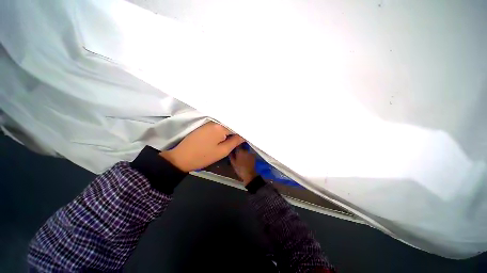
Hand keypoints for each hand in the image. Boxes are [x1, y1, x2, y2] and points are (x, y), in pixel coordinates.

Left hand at [160, 122, 244, 171]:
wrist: (181, 157)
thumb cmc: (203, 156)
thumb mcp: (222, 151)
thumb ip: (235, 141)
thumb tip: (245, 135)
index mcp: (220, 126)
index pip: (237, 125)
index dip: (244, 129)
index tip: (250, 132)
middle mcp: (215, 121)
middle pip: (231, 122)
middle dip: (239, 127)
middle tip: (247, 132)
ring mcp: (209, 122)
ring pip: (225, 123)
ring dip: (232, 128)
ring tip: (240, 132)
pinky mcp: (205, 125)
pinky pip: (219, 125)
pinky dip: (225, 128)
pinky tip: (229, 132)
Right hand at [230, 147, 257, 185]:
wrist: (249, 174)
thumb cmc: (239, 169)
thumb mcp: (233, 163)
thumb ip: (231, 155)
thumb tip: (229, 150)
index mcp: (240, 151)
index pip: (237, 144)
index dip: (235, 144)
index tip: (233, 146)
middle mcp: (245, 150)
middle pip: (242, 146)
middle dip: (239, 148)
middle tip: (237, 152)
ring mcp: (250, 152)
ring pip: (245, 149)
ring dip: (244, 151)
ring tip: (241, 155)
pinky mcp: (253, 155)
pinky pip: (249, 152)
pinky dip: (247, 153)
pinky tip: (246, 157)